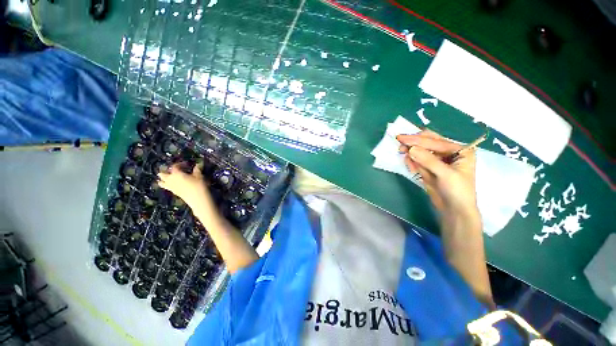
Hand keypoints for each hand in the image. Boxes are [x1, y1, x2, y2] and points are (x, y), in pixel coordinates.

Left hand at [157, 163, 210, 207]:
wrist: (197, 197)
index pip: (174, 166)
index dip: (179, 164)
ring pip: (162, 182)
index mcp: (177, 174)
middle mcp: (171, 180)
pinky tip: (171, 185)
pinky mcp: (174, 192)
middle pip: (163, 175)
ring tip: (163, 179)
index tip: (186, 164)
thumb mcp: (199, 176)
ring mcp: (171, 187)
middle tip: (169, 170)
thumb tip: (197, 165)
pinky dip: (167, 185)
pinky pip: (167, 188)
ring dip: (162, 180)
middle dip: (164, 172)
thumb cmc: (198, 184)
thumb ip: (196, 170)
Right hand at [398, 130, 493, 308]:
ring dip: (412, 153)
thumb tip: (410, 149)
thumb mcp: (445, 175)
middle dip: (414, 143)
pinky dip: (413, 162)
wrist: (455, 212)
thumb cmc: (458, 192)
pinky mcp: (430, 169)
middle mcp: (450, 153)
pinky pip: (419, 162)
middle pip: (429, 143)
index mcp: (461, 150)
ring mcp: (439, 161)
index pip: (436, 141)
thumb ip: (428, 160)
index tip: (401, 138)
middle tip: (399, 143)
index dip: (418, 139)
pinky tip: (409, 164)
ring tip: (403, 154)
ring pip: (421, 152)